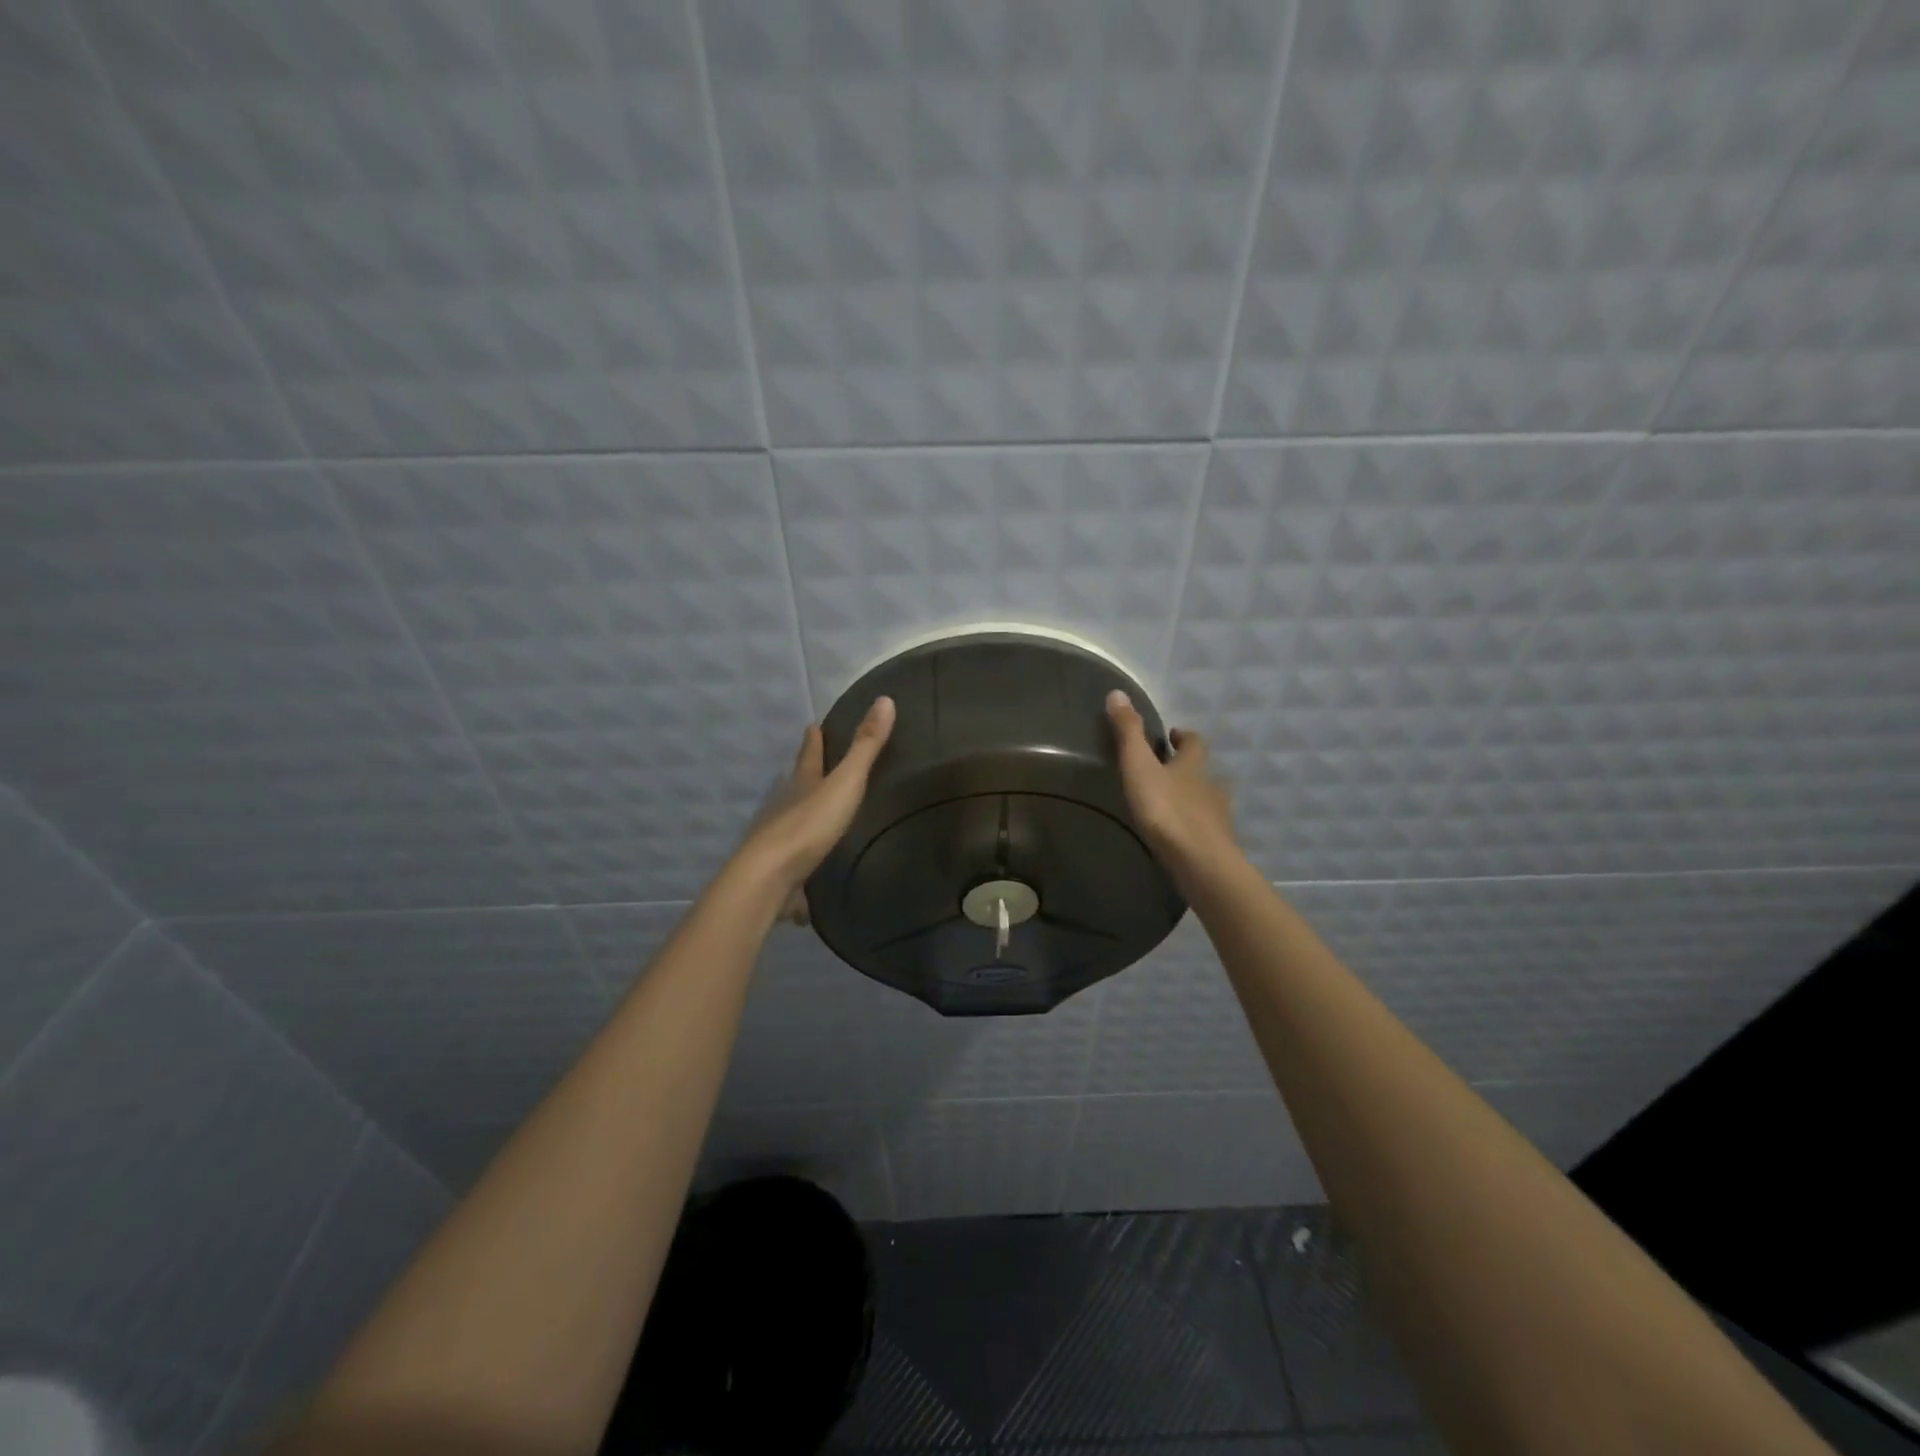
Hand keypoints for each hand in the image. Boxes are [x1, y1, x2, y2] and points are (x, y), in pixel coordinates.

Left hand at [737, 696, 896, 912]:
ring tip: (819, 809)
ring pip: (794, 818)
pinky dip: (806, 855)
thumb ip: (865, 747)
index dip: (813, 739)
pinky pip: (797, 857)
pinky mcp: (783, 869)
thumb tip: (885, 699)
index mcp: (803, 783)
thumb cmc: (809, 825)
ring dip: (804, 811)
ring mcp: (781, 838)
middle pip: (797, 783)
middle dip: (806, 772)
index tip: (812, 725)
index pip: (809, 754)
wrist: (770, 877)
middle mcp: (788, 806)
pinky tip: (813, 865)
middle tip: (814, 761)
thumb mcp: (844, 782)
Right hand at [1106, 689, 1240, 890]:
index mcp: (1192, 766)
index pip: (1194, 742)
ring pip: (1210, 801)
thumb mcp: (1140, 767)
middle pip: (1205, 771)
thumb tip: (1117, 692)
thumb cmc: (1167, 810)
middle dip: (1191, 768)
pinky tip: (1184, 837)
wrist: (1200, 862)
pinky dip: (1197, 827)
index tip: (1173, 734)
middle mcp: (1210, 787)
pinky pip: (1208, 830)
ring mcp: (1218, 818)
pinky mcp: (1218, 846)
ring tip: (1176, 805)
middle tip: (1171, 769)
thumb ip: (1129, 733)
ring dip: (1196, 798)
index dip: (1184, 736)